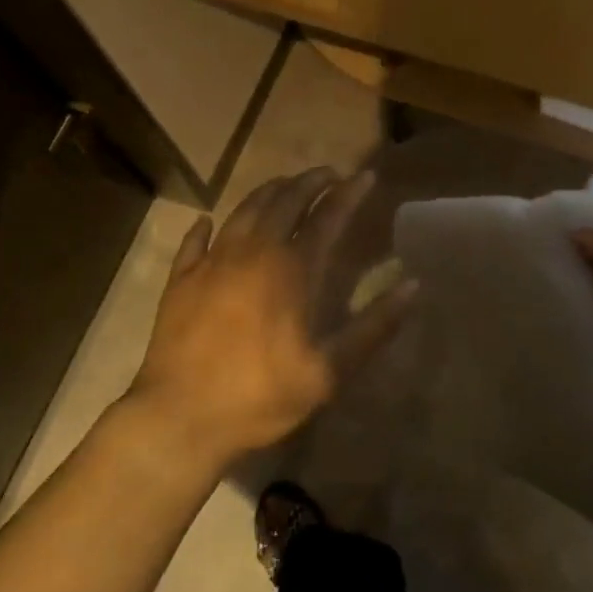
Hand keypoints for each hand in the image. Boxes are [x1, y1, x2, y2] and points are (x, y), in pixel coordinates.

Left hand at [129, 166, 415, 470]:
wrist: (179, 417)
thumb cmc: (260, 395)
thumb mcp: (328, 372)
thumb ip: (373, 327)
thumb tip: (413, 286)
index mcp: (292, 269)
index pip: (327, 216)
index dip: (349, 193)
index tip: (365, 176)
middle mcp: (253, 252)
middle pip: (285, 201)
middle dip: (310, 182)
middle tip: (328, 174)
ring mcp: (213, 262)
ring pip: (244, 210)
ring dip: (269, 192)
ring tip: (284, 185)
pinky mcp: (182, 279)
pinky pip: (195, 241)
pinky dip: (205, 226)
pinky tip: (208, 221)